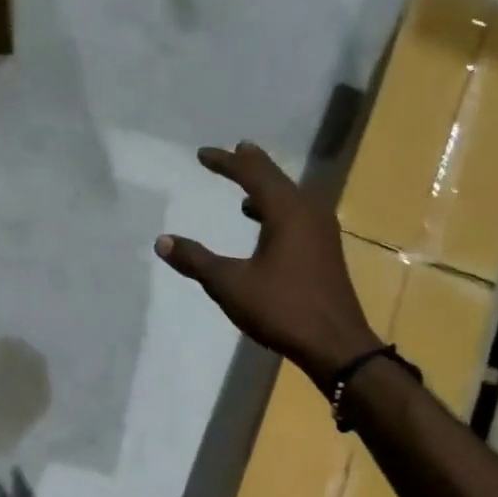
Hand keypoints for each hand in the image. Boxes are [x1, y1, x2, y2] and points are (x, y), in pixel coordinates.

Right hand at [155, 143, 378, 384]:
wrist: (335, 344)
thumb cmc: (282, 309)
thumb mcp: (231, 285)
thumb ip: (197, 261)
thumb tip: (162, 241)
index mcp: (287, 211)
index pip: (253, 173)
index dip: (226, 162)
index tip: (203, 154)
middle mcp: (309, 212)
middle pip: (277, 178)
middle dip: (252, 166)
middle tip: (234, 153)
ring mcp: (322, 231)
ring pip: (291, 197)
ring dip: (267, 189)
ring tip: (247, 187)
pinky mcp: (325, 251)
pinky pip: (299, 215)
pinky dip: (278, 211)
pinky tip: (266, 227)